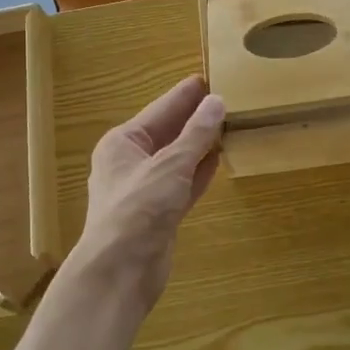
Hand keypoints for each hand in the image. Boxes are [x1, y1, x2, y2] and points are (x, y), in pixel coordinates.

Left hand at [76, 75, 225, 305]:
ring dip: (200, 144)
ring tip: (229, 124)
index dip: (185, 95)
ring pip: (177, 158)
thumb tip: (217, 101)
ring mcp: (145, 189)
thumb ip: (196, 134)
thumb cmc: (138, 209)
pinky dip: (199, 172)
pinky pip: (183, 183)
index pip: (160, 109)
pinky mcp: (159, 213)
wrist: (120, 271)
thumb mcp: (170, 165)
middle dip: (194, 118)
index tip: (211, 77)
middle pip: (168, 133)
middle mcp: (131, 162)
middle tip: (227, 97)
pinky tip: (219, 158)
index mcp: (123, 143)